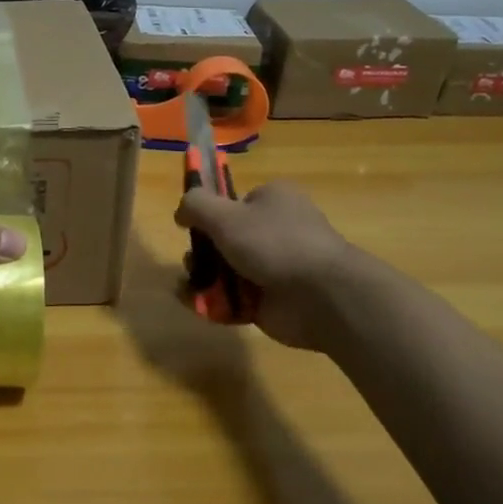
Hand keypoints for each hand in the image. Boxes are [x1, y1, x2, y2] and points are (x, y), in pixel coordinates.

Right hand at [174, 181, 356, 349]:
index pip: (233, 202)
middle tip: (194, 261)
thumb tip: (181, 212)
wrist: (321, 297)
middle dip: (201, 251)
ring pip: (224, 269)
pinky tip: (198, 304)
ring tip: (194, 286)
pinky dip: (214, 302)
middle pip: (223, 238)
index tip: (189, 226)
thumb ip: (195, 205)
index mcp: (273, 200)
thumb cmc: (273, 244)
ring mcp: (273, 267)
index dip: (209, 213)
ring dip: (203, 277)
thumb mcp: (225, 215)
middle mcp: (275, 230)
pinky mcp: (269, 301)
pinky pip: (232, 298)